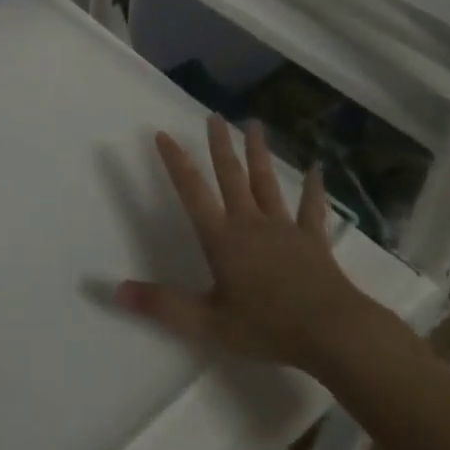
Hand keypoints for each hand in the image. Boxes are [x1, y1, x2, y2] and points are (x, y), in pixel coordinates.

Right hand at [117, 114, 377, 374]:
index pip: (192, 192)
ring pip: (266, 183)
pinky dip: (313, 189)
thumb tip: (117, 290)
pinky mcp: (313, 241)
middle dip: (220, 145)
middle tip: (214, 116)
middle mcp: (250, 223)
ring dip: (258, 153)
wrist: (333, 333)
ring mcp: (284, 228)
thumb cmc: (267, 326)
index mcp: (222, 238)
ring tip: (254, 124)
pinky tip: (317, 170)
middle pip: (231, 176)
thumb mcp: (208, 323)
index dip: (176, 162)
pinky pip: (311, 209)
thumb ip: (163, 305)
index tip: (163, 133)